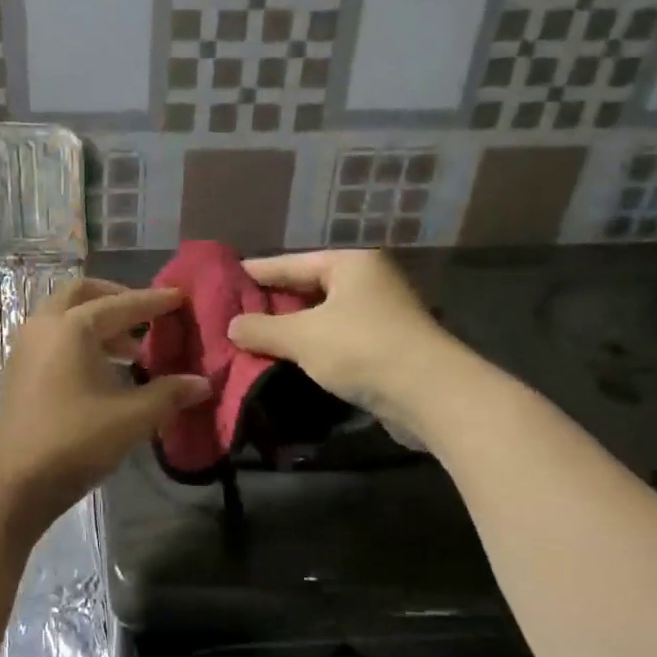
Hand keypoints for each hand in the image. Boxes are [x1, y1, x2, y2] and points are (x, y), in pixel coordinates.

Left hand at [0, 279, 209, 535]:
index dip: (154, 301)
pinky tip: (104, 372)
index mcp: (72, 327)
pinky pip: (54, 340)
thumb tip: (202, 382)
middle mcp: (45, 327)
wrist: (13, 481)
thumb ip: (169, 394)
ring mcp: (26, 349)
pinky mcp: (18, 373)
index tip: (179, 297)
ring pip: (64, 318)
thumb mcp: (131, 418)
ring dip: (98, 324)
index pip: (121, 305)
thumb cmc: (74, 441)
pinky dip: (80, 342)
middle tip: (146, 315)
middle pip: (82, 295)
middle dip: (116, 299)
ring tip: (132, 351)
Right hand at [225, 250, 453, 423]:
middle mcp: (368, 281)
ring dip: (291, 329)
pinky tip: (286, 359)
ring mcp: (380, 314)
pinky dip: (312, 347)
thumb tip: (232, 327)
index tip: (227, 276)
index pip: (293, 262)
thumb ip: (262, 329)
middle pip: (309, 288)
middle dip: (273, 302)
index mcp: (351, 263)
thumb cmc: (362, 348)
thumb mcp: (302, 337)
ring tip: (252, 337)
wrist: (429, 394)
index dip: (258, 271)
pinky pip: (336, 339)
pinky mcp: (386, 346)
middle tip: (234, 311)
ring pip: (323, 316)